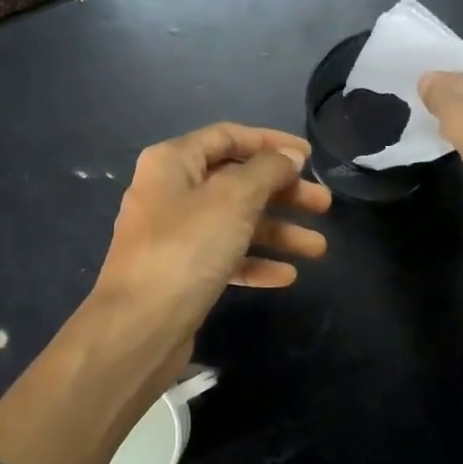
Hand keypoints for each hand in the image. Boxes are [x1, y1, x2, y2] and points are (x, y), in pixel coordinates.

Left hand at [91, 123, 330, 376]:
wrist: (139, 326)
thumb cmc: (187, 248)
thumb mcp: (233, 199)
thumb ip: (267, 170)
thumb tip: (289, 156)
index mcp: (172, 162)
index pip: (228, 137)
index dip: (270, 142)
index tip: (308, 157)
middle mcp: (170, 192)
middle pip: (236, 181)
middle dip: (282, 192)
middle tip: (323, 205)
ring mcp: (173, 234)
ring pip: (234, 222)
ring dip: (277, 231)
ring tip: (318, 248)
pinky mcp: (181, 272)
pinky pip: (224, 256)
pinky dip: (254, 261)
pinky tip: (287, 276)